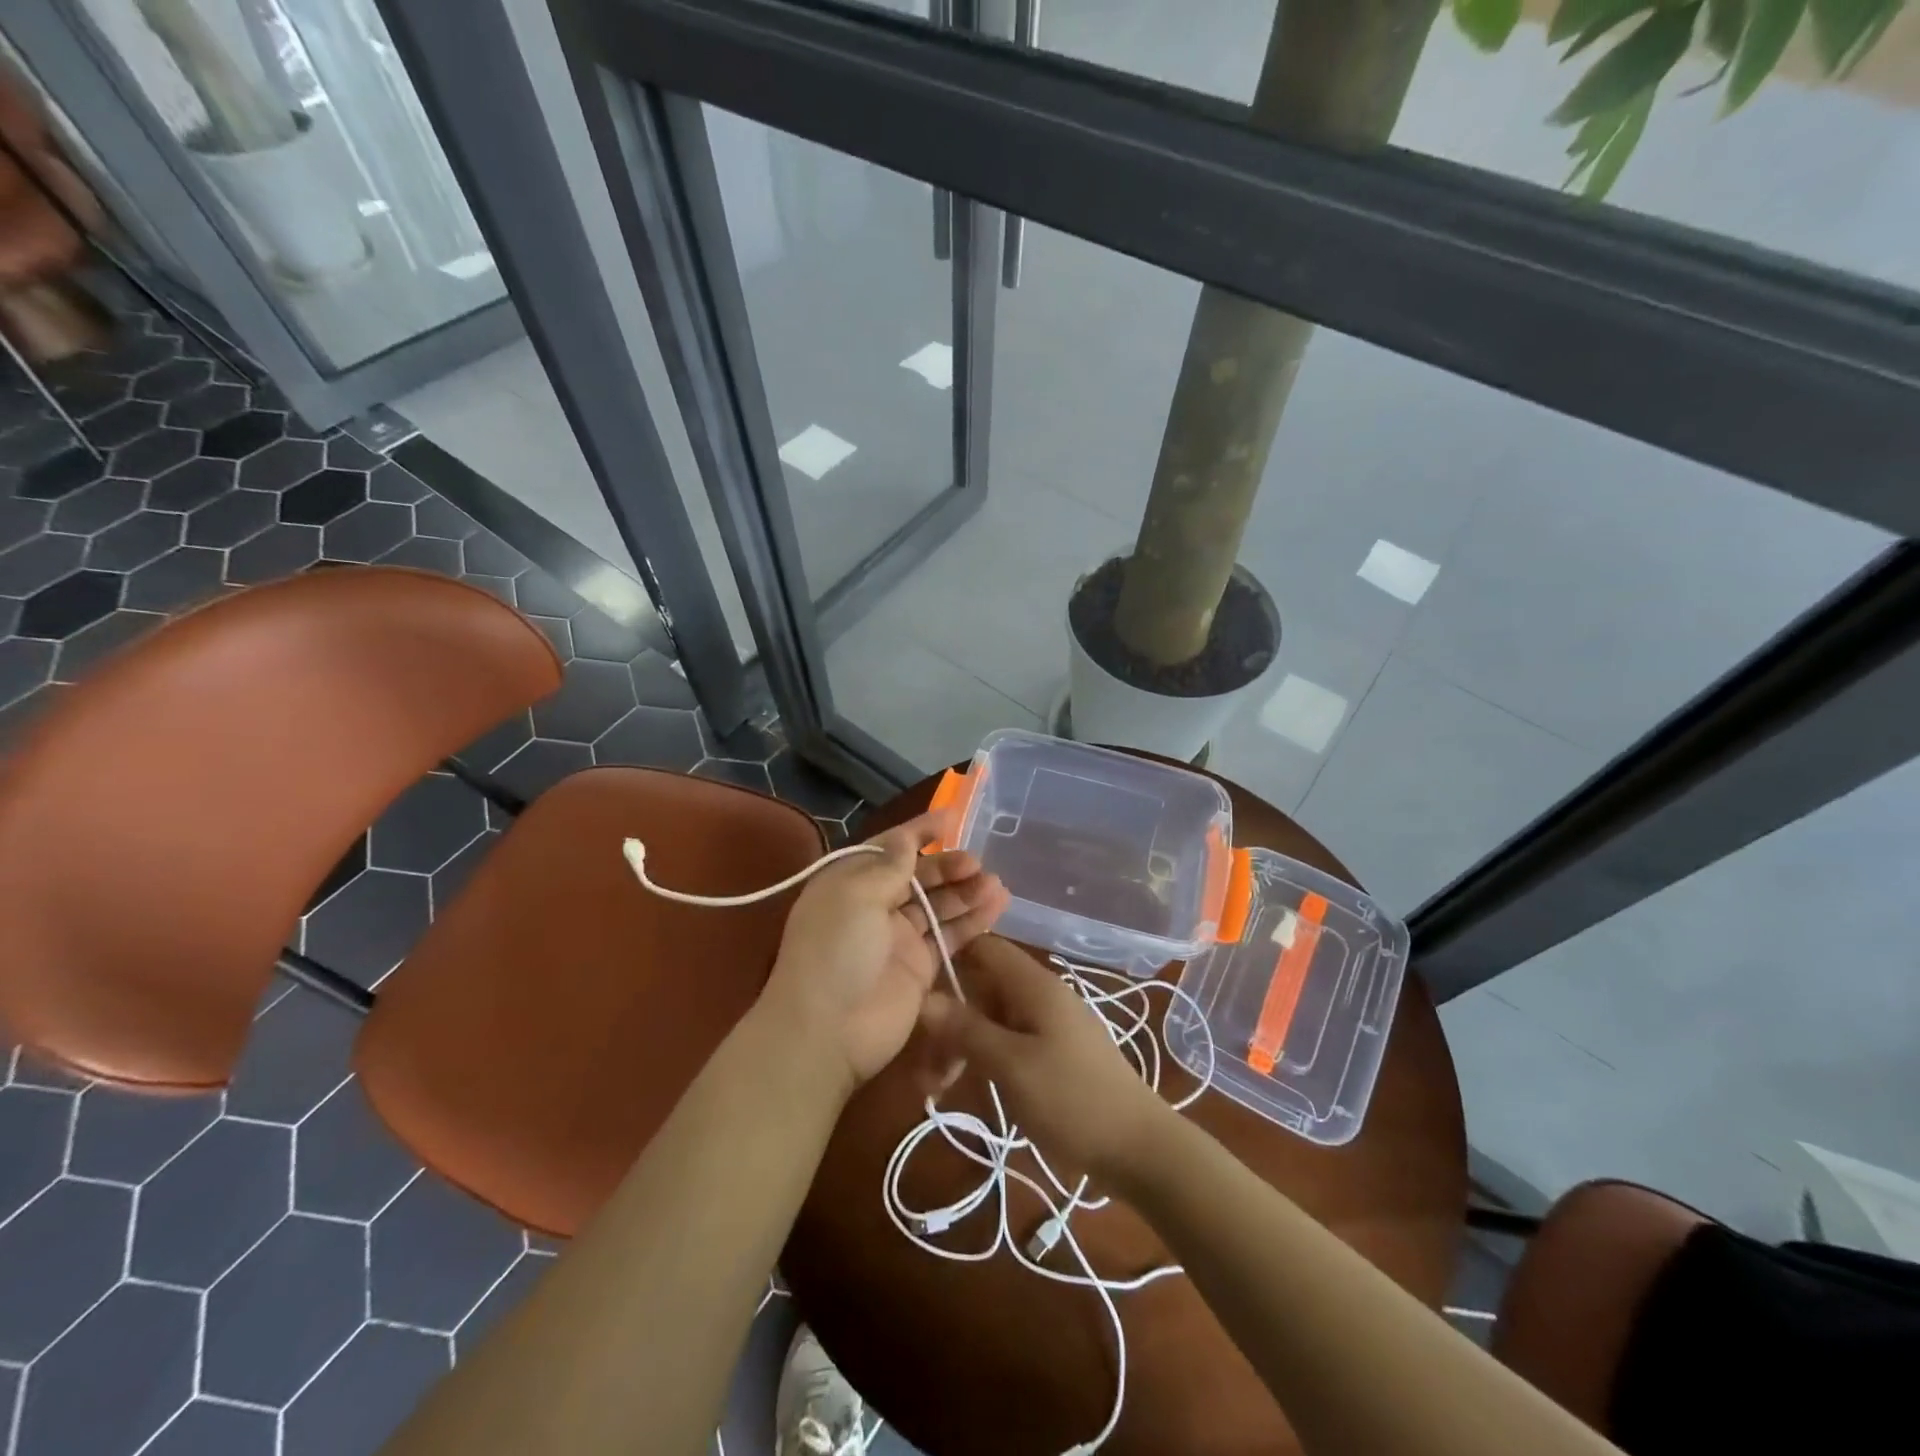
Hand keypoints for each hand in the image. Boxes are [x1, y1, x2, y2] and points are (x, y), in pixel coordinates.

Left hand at [759, 811, 1008, 1093]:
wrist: (827, 1031)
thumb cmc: (836, 950)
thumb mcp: (856, 895)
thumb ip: (889, 866)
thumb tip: (906, 838)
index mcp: (850, 882)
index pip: (889, 847)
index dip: (919, 831)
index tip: (952, 817)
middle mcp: (874, 906)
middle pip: (918, 876)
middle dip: (947, 866)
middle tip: (977, 863)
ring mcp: (898, 938)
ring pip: (938, 905)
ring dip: (965, 892)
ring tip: (995, 883)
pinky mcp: (920, 968)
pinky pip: (950, 937)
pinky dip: (973, 921)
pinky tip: (997, 906)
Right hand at [919, 937, 1172, 1183]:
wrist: (1139, 1149)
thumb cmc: (1072, 1100)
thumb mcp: (1011, 1065)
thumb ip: (966, 1029)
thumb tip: (923, 998)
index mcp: (1033, 985)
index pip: (983, 947)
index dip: (947, 956)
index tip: (911, 987)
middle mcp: (1039, 995)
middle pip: (981, 987)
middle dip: (946, 1018)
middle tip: (920, 1064)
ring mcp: (1047, 1024)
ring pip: (989, 1018)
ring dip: (959, 1046)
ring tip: (933, 1089)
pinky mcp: (1051, 1052)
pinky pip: (1006, 1042)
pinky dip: (980, 1059)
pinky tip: (958, 1089)